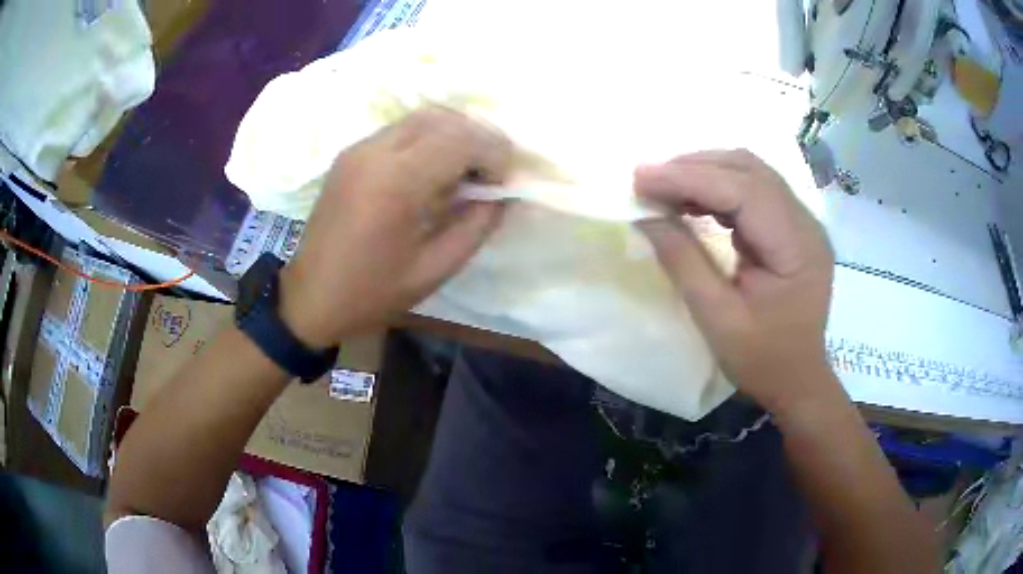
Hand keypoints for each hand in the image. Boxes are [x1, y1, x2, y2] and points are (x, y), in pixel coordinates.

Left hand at [279, 106, 510, 346]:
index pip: (461, 138)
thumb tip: (503, 195)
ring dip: (454, 134)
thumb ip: (476, 226)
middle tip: (490, 172)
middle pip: (443, 118)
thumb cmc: (372, 292)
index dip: (493, 152)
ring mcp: (358, 149)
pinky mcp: (349, 154)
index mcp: (396, 183)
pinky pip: (400, 130)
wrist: (311, 297)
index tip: (503, 181)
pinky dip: (428, 139)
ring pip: (421, 117)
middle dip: (478, 137)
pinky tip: (433, 170)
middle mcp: (375, 152)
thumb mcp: (435, 269)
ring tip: (466, 169)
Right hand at [635, 150, 836, 412]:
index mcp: (797, 248)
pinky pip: (753, 190)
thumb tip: (645, 216)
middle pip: (750, 170)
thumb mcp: (718, 319)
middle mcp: (806, 223)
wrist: (798, 380)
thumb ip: (683, 262)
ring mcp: (802, 222)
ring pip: (751, 173)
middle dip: (695, 167)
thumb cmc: (762, 360)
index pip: (744, 190)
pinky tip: (692, 200)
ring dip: (705, 172)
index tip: (642, 178)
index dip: (690, 178)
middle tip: (647, 180)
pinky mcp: (792, 227)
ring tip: (664, 187)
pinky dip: (718, 188)